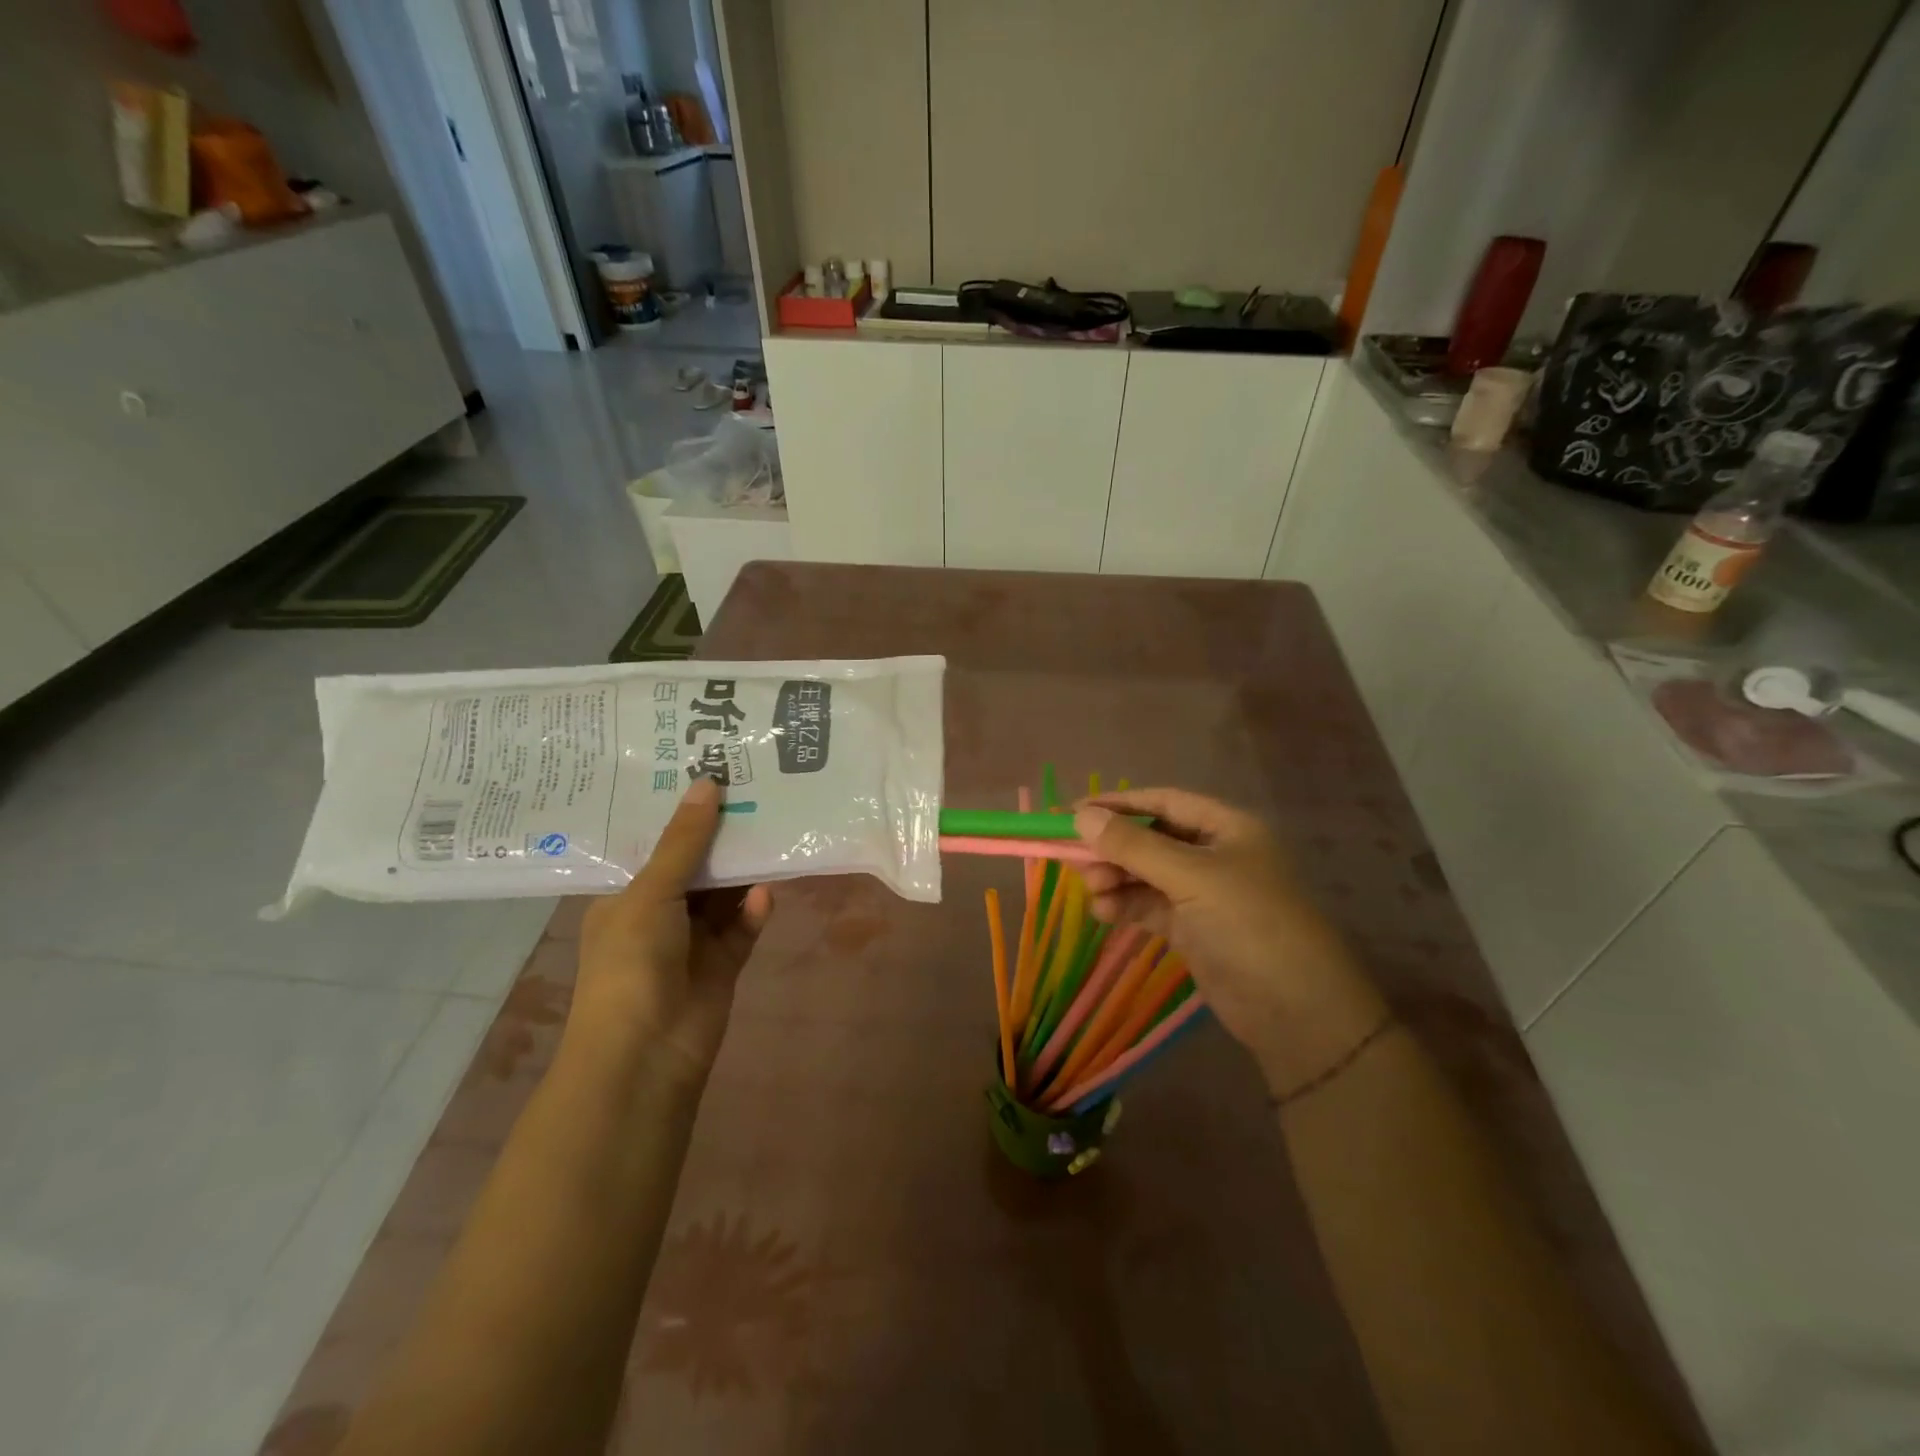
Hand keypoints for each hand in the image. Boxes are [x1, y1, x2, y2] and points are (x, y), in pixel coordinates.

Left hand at [571, 777, 772, 1084]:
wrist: (646, 1053)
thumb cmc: (631, 962)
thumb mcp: (651, 892)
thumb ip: (684, 841)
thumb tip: (707, 783)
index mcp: (626, 895)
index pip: (654, 843)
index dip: (680, 811)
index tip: (708, 770)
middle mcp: (659, 912)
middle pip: (696, 864)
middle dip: (720, 834)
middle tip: (754, 788)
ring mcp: (693, 939)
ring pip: (725, 893)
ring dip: (744, 869)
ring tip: (773, 824)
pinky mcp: (724, 962)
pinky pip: (744, 926)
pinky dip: (755, 910)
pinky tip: (767, 893)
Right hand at [1074, 789, 1384, 1090]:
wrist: (1297, 1012)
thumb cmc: (1249, 925)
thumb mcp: (1190, 878)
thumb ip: (1134, 846)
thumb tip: (1080, 816)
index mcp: (1226, 827)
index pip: (1163, 801)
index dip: (1118, 804)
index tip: (1072, 812)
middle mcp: (1215, 854)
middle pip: (1150, 838)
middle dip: (1113, 847)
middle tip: (1074, 859)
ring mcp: (1203, 893)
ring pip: (1145, 874)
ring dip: (1115, 878)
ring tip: (1093, 891)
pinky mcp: (1192, 928)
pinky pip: (1149, 905)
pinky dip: (1125, 905)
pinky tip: (1104, 913)